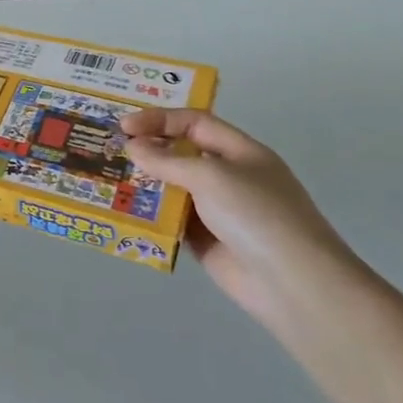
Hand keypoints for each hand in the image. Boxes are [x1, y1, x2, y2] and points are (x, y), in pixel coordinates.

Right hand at [121, 109, 362, 321]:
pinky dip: (150, 216)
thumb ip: (167, 160)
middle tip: (109, 152)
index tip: (124, 127)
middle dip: (147, 151)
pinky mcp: (206, 240)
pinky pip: (171, 221)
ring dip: (144, 185)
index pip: (195, 123)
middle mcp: (229, 177)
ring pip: (172, 189)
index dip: (159, 120)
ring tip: (109, 182)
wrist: (293, 282)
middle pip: (181, 155)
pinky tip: (124, 213)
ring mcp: (217, 210)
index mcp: (240, 152)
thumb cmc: (256, 215)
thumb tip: (133, 147)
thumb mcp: (210, 176)